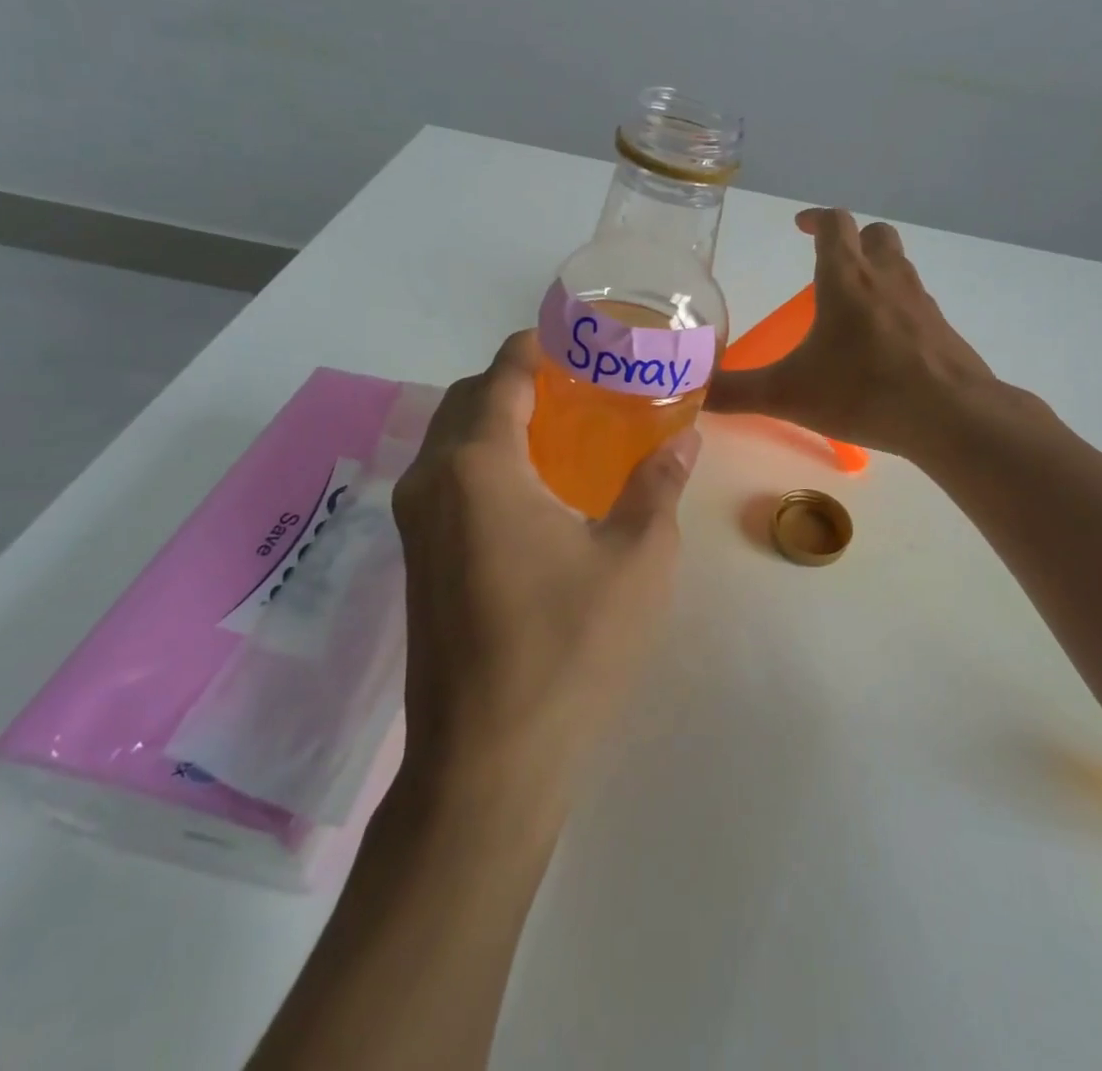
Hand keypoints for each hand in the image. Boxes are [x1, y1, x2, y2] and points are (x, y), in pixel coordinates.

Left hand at [391, 331, 699, 825]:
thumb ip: (658, 486)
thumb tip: (685, 436)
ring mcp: (416, 521)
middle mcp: (433, 480)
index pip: (502, 374)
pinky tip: (536, 486)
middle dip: (519, 379)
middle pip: (470, 399)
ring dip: (498, 418)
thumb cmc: (569, 649)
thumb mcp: (636, 560)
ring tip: (564, 427)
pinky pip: (447, 477)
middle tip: (583, 385)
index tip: (580, 340)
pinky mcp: (417, 557)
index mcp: (479, 466)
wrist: (488, 761)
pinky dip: (484, 457)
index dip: (538, 346)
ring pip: (452, 438)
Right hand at [707, 208, 1024, 461]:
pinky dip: (897, 307)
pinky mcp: (942, 329)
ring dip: (876, 271)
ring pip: (900, 266)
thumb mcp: (788, 394)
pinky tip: (883, 345)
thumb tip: (693, 391)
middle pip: (875, 235)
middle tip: (829, 264)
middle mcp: (887, 279)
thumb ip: (736, 392)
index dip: (815, 219)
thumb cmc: (864, 392)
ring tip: (852, 306)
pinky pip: (916, 302)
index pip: (834, 224)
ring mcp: (921, 302)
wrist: (950, 416)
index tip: (800, 227)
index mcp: (847, 279)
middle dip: (851, 240)